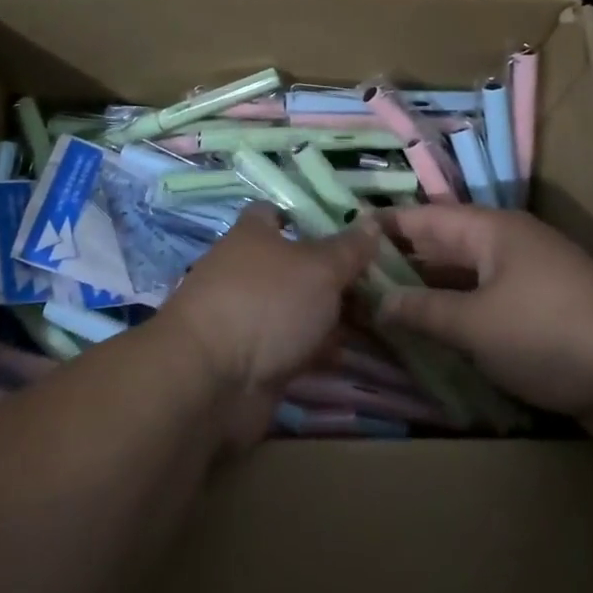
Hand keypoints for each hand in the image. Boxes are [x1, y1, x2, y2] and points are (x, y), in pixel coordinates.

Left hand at [155, 204, 376, 444]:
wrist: (213, 379)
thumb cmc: (266, 302)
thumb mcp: (319, 268)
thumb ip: (348, 248)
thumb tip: (372, 222)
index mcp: (253, 235)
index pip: (277, 213)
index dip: (308, 217)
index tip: (348, 229)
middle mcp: (246, 270)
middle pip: (295, 264)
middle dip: (332, 274)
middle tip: (379, 281)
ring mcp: (248, 316)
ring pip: (297, 308)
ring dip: (329, 316)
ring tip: (378, 319)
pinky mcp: (252, 359)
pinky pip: (293, 347)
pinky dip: (317, 350)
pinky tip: (349, 354)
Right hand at [375, 206, 592, 443]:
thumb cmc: (547, 335)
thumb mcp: (475, 324)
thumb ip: (423, 310)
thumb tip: (379, 303)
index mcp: (492, 229)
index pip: (425, 218)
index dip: (386, 227)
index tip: (347, 236)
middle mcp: (509, 242)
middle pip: (445, 244)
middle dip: (403, 261)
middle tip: (356, 278)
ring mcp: (530, 274)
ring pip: (466, 274)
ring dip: (431, 289)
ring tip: (385, 305)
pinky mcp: (545, 307)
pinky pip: (488, 298)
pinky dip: (460, 310)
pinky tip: (436, 331)